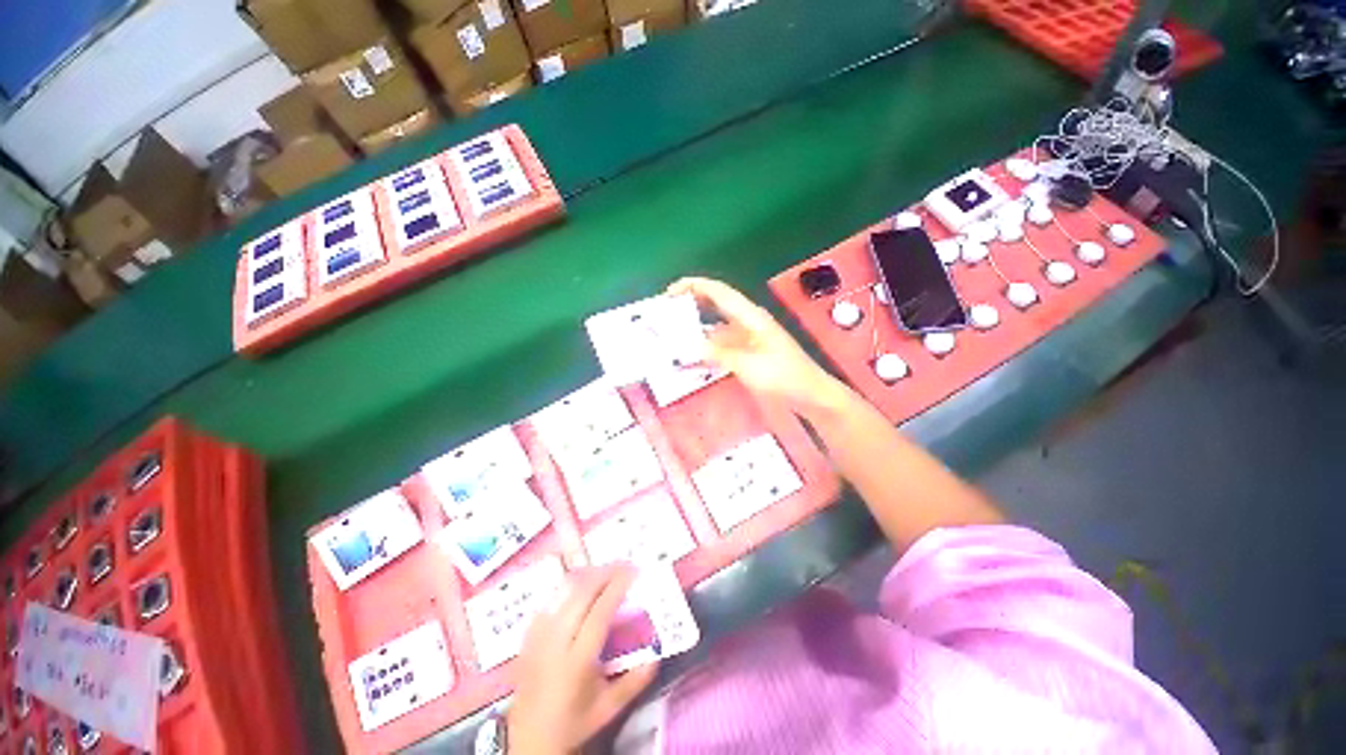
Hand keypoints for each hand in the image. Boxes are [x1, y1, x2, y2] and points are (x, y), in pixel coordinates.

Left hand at [508, 565, 657, 754]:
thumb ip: (635, 681)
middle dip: (604, 572)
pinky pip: (549, 599)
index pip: (600, 611)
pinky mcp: (528, 636)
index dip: (617, 586)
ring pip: (562, 591)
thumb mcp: (609, 708)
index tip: (633, 571)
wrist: (529, 740)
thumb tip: (657, 654)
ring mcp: (538, 636)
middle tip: (623, 564)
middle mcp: (556, 642)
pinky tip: (579, 585)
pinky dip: (567, 587)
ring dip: (586, 575)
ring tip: (604, 570)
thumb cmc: (573, 723)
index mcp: (578, 660)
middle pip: (580, 593)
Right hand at [668, 277, 841, 416]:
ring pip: (718, 323)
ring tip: (675, 331)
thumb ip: (719, 354)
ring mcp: (749, 336)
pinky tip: (695, 353)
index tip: (671, 291)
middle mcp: (749, 321)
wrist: (810, 394)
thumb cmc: (783, 377)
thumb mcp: (749, 366)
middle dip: (693, 301)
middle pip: (717, 303)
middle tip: (667, 309)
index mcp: (751, 317)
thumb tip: (691, 345)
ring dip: (698, 324)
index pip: (719, 292)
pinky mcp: (749, 350)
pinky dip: (708, 344)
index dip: (694, 286)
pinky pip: (723, 342)